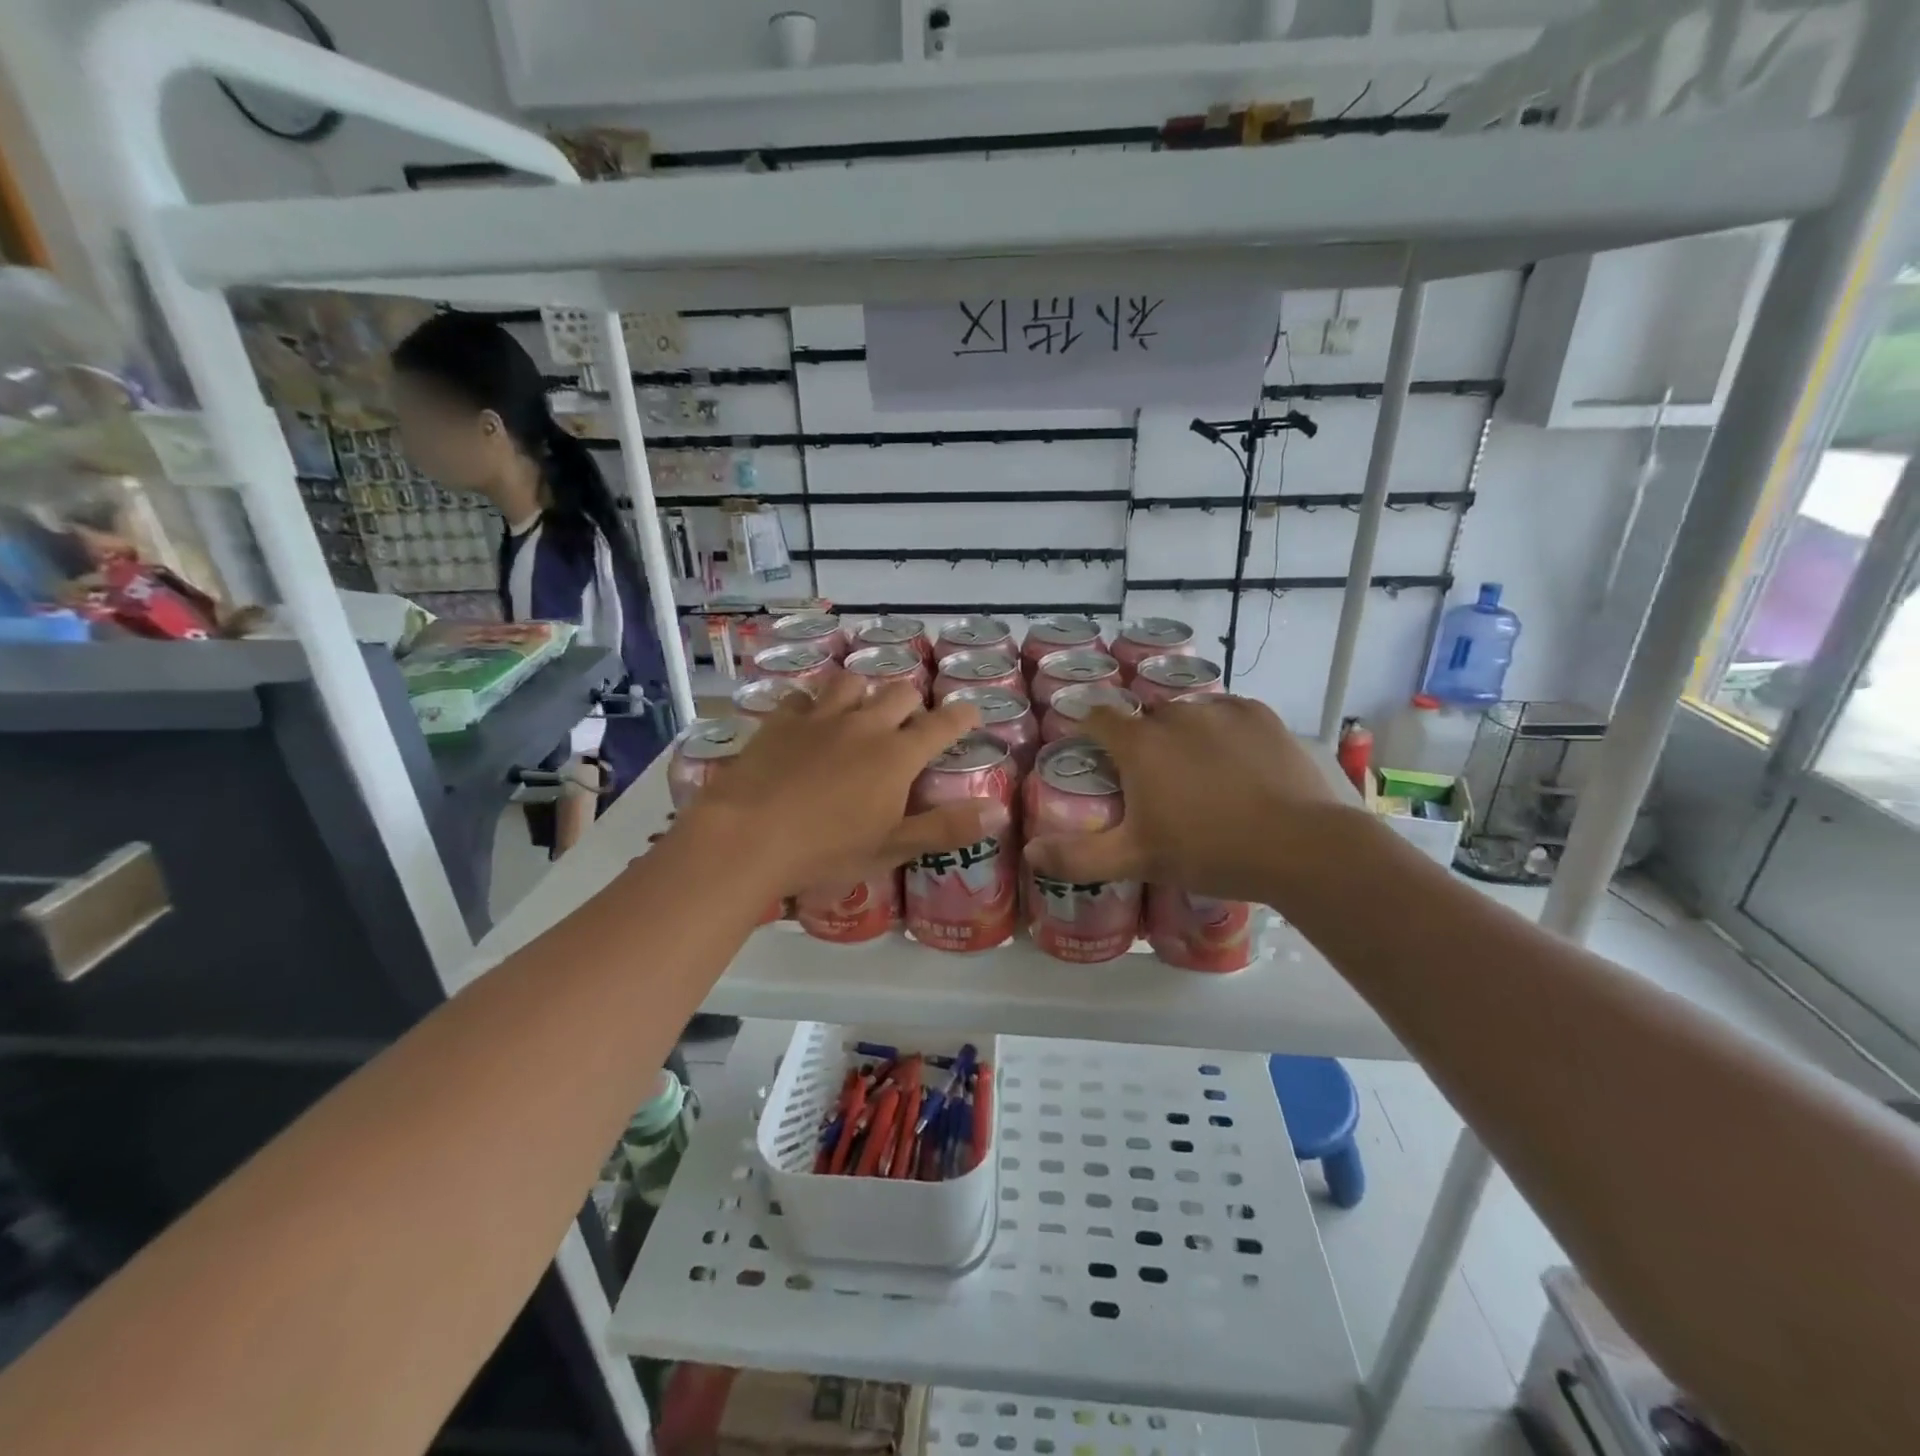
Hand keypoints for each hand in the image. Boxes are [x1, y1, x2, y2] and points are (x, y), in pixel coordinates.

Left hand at [672, 672, 985, 897]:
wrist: (748, 836)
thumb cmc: (827, 849)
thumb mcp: (892, 847)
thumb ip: (946, 828)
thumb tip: (999, 813)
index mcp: (897, 755)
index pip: (942, 724)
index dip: (962, 715)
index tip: (971, 711)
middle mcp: (864, 725)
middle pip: (900, 693)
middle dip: (912, 703)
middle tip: (909, 725)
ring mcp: (820, 717)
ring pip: (852, 683)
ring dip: (864, 693)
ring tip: (860, 712)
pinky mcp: (781, 721)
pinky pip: (803, 697)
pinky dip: (813, 706)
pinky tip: (808, 722)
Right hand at [1023, 695, 1352, 903]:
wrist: (1299, 847)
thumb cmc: (1209, 851)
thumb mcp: (1137, 860)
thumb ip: (1078, 856)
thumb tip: (1030, 852)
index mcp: (1139, 743)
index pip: (1097, 718)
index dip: (1088, 731)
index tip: (1092, 753)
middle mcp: (1174, 714)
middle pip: (1143, 718)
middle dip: (1140, 741)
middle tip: (1151, 781)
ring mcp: (1221, 710)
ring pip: (1186, 714)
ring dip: (1181, 735)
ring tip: (1198, 774)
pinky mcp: (1260, 715)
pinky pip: (1227, 714)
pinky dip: (1221, 731)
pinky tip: (1235, 763)